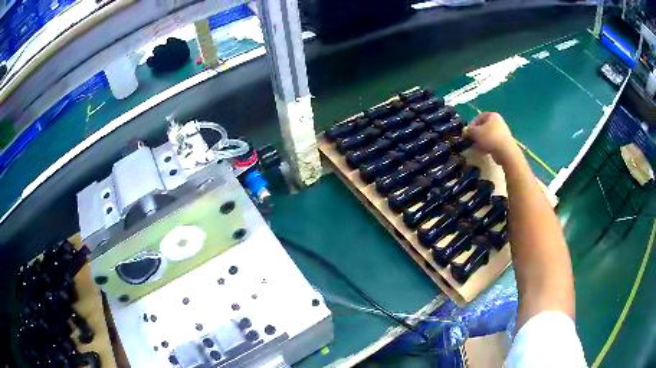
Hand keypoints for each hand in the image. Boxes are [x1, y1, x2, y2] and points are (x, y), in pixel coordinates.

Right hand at [465, 112, 520, 165]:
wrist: (505, 151)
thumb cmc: (490, 138)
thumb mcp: (475, 132)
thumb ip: (469, 130)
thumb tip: (466, 131)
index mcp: (492, 115)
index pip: (478, 118)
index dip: (470, 125)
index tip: (466, 134)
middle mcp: (498, 121)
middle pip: (483, 127)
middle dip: (476, 134)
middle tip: (471, 141)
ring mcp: (502, 132)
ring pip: (488, 136)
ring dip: (481, 141)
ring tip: (476, 148)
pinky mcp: (504, 142)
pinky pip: (493, 143)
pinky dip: (487, 146)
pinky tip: (483, 152)